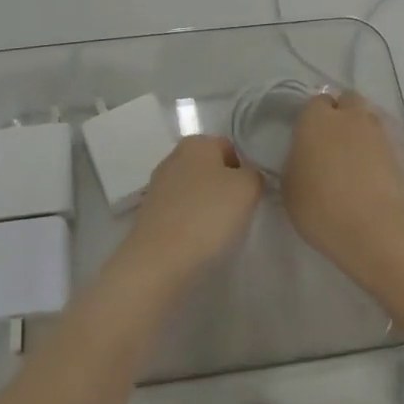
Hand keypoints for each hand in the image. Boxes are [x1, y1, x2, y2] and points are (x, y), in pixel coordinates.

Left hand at [116, 135, 262, 293]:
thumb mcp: (248, 188)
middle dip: (224, 189)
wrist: (160, 260)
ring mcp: (158, 185)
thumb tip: (246, 178)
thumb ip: (254, 175)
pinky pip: (180, 213)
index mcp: (197, 142)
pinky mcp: (149, 214)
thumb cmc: (208, 215)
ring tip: (216, 233)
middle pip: (210, 169)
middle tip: (236, 215)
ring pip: (195, 192)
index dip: (244, 172)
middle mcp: (174, 157)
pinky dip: (190, 224)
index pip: (230, 148)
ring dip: (207, 208)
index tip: (249, 197)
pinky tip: (196, 242)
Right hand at [282, 90, 403, 284]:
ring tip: (356, 163)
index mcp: (316, 119)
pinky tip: (374, 178)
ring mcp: (380, 132)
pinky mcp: (403, 153)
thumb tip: (304, 159)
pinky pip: (386, 144)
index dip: (312, 120)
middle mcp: (349, 116)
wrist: (378, 230)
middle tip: (333, 145)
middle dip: (341, 115)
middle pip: (347, 102)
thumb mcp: (290, 189)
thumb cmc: (322, 207)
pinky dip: (380, 154)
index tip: (309, 141)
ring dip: (362, 133)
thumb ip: (296, 164)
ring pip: (369, 120)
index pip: (315, 103)